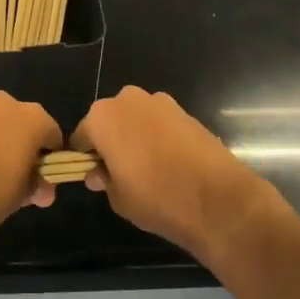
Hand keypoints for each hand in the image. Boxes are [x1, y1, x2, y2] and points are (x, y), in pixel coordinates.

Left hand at [0, 93, 62, 248]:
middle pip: (21, 124)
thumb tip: (44, 189)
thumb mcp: (21, 195)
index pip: (51, 133)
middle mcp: (3, 105)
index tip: (44, 178)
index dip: (50, 157)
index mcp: (30, 118)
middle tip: (17, 177)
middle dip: (21, 146)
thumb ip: (35, 186)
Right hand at [71, 87, 272, 261]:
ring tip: (149, 170)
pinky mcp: (185, 110)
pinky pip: (159, 123)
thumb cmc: (156, 198)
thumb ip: (103, 179)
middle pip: (109, 121)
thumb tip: (97, 173)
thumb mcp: (118, 198)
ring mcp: (160, 102)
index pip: (82, 136)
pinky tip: (170, 163)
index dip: (85, 158)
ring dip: (135, 137)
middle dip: (111, 142)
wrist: (217, 198)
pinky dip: (159, 137)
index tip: (94, 177)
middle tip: (121, 173)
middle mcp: (128, 100)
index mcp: (103, 117)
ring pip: (135, 119)